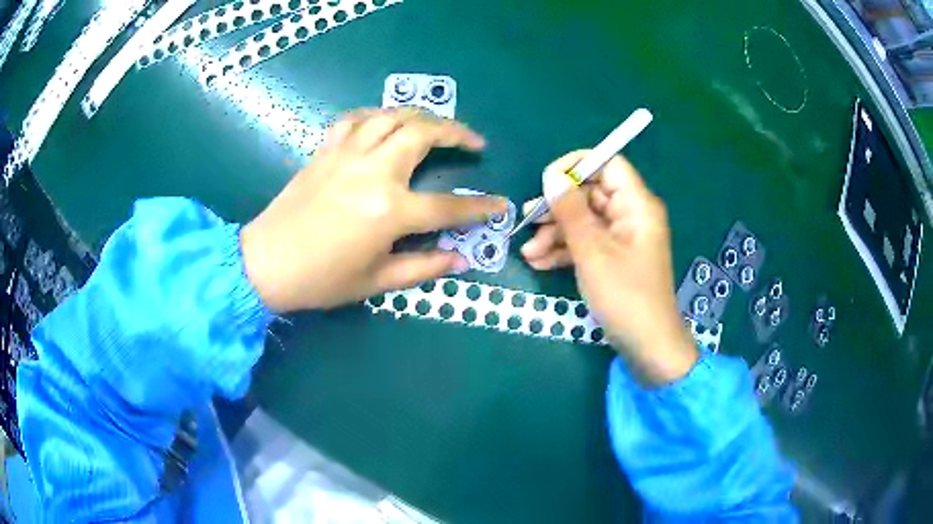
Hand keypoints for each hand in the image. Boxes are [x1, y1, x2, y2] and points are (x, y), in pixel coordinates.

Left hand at [240, 109, 507, 311]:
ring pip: (392, 116)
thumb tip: (460, 259)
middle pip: (424, 134)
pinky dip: (375, 116)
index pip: (449, 206)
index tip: (501, 204)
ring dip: (421, 116)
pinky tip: (384, 124)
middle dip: (457, 132)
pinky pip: (355, 119)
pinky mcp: (326, 150)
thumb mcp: (376, 282)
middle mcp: (374, 172)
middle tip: (474, 142)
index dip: (480, 207)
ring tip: (435, 126)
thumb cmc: (322, 279)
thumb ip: (423, 268)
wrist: (266, 263)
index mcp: (390, 211)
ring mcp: (347, 155)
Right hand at [520, 151, 696, 384]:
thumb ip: (571, 211)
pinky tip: (539, 263)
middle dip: (558, 208)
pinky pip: (587, 243)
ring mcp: (622, 238)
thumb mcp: (592, 251)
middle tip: (527, 220)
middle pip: (591, 194)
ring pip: (585, 221)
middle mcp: (631, 215)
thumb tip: (552, 176)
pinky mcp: (614, 258)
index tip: (547, 180)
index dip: (577, 166)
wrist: (647, 344)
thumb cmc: (624, 295)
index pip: (608, 164)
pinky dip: (565, 251)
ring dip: (555, 234)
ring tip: (528, 252)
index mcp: (636, 205)